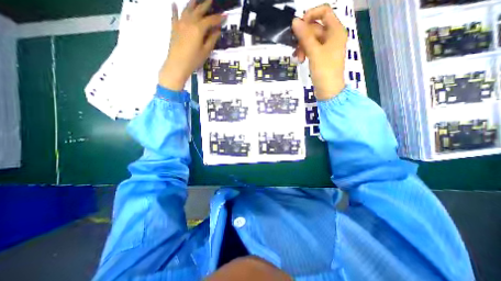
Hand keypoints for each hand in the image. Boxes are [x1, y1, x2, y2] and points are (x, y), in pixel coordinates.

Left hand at [161, 0, 224, 90]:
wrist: (177, 64)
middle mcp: (189, 22)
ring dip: (193, 3)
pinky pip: (174, 15)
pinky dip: (174, 8)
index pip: (210, 20)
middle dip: (206, 5)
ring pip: (187, 9)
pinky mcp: (174, 27)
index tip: (225, 16)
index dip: (218, 18)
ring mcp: (180, 23)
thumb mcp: (206, 51)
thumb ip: (212, 39)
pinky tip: (174, 3)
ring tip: (197, 0)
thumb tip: (217, 30)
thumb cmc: (194, 59)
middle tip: (211, 0)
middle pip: (199, 11)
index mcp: (198, 29)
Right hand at [292, 4, 347, 100]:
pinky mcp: (321, 56)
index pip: (324, 12)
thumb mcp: (314, 52)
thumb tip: (294, 21)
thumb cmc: (324, 70)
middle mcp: (332, 36)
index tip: (298, 25)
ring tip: (298, 58)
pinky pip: (311, 49)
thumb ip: (304, 36)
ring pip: (311, 39)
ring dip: (302, 47)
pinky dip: (304, 52)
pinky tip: (300, 59)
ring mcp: (326, 47)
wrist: (328, 90)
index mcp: (336, 30)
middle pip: (315, 28)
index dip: (310, 15)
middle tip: (296, 48)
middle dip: (303, 37)